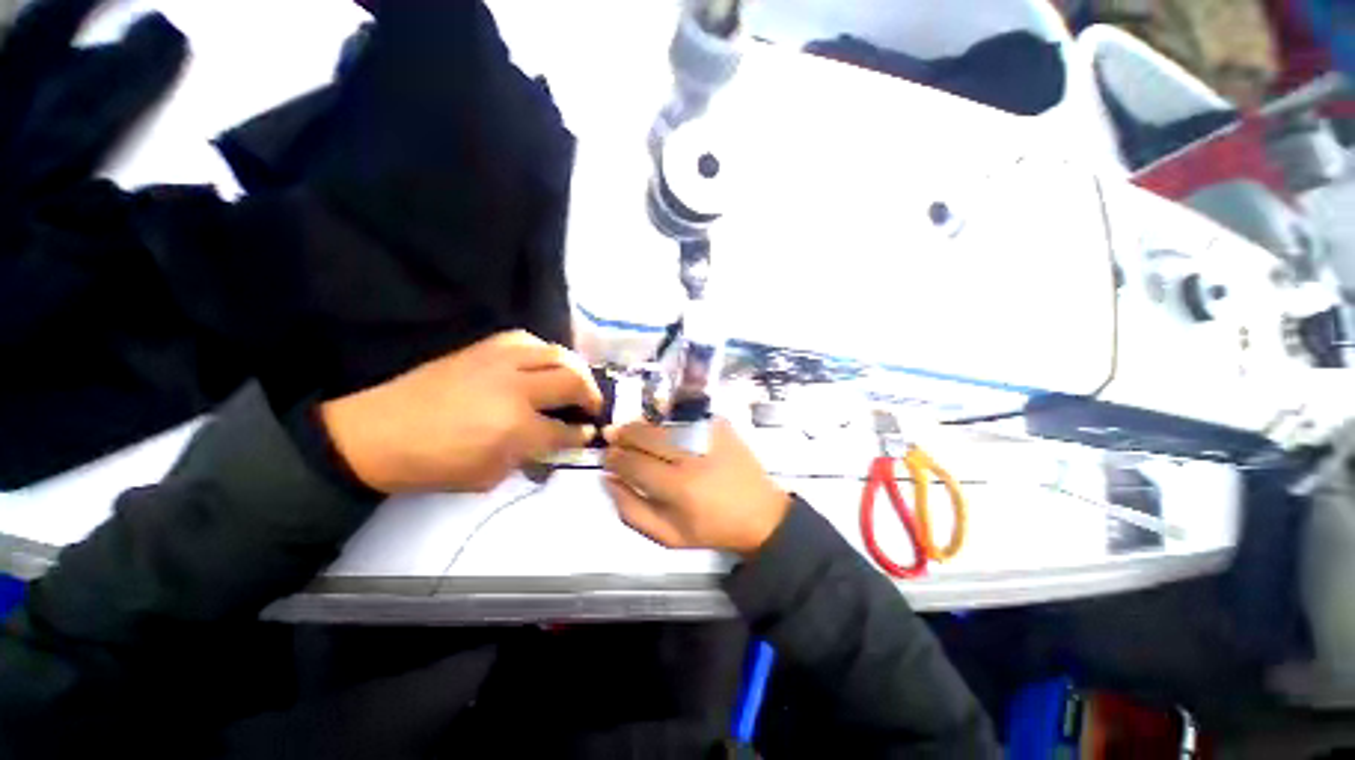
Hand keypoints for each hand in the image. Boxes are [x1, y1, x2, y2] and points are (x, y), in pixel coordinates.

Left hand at [320, 331, 601, 493]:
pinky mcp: (484, 348)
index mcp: (515, 428)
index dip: (581, 434)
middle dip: (591, 396)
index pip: (564, 430)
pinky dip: (544, 351)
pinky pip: (528, 340)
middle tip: (591, 406)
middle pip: (572, 382)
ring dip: (575, 368)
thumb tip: (553, 443)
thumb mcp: (488, 476)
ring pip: (556, 354)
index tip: (588, 432)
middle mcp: (515, 388)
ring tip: (577, 380)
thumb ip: (528, 458)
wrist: (377, 434)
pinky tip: (543, 362)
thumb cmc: (433, 464)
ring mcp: (500, 362)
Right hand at [602, 418, 790, 555]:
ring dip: (643, 426)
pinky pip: (685, 416)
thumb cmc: (711, 528)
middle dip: (624, 434)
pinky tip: (664, 431)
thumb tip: (608, 479)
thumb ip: (631, 510)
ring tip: (635, 433)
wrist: (760, 513)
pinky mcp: (721, 425)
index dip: (614, 458)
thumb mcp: (667, 536)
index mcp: (679, 488)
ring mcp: (709, 435)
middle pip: (646, 435)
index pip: (633, 463)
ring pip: (663, 423)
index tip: (607, 457)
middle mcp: (693, 456)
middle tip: (614, 437)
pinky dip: (668, 422)